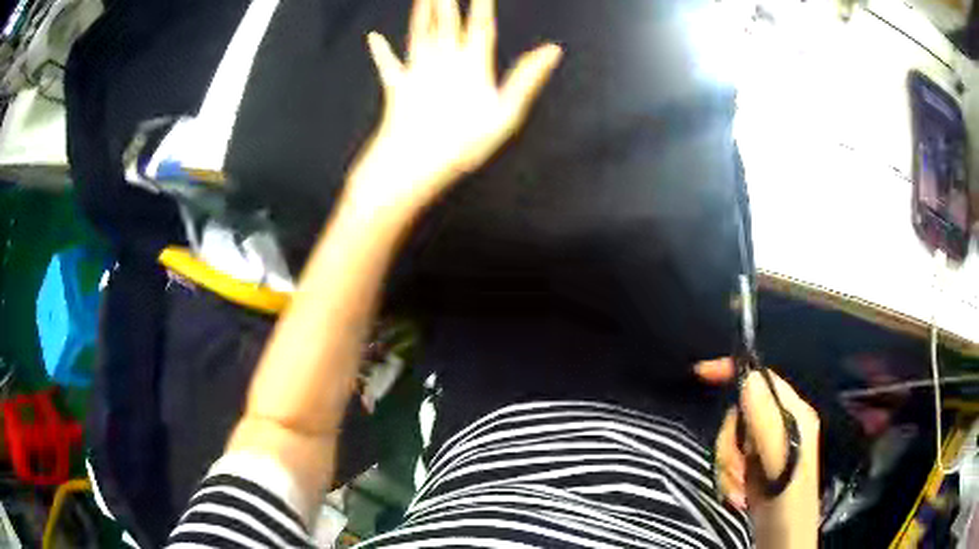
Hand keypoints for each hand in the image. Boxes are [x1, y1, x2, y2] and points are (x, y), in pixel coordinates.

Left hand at [346, 0, 562, 216]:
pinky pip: (387, 64)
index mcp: (472, 66)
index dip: (482, 4)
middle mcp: (443, 61)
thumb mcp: (506, 114)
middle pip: (446, 21)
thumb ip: (527, 79)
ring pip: (419, 33)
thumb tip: (553, 50)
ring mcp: (417, 72)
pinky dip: (380, 50)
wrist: (412, 162)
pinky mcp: (396, 87)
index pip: (481, 26)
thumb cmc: (462, 143)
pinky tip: (373, 37)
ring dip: (421, 11)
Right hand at [696, 359, 819, 548]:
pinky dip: (727, 477)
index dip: (734, 372)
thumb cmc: (787, 495)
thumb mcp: (779, 456)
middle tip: (735, 469)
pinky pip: (730, 459)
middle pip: (740, 414)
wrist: (782, 535)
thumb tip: (748, 377)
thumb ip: (766, 418)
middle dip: (730, 443)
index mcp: (793, 413)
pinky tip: (738, 494)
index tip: (703, 373)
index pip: (762, 378)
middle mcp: (780, 424)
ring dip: (727, 466)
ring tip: (738, 488)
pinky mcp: (754, 466)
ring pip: (731, 439)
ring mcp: (766, 446)